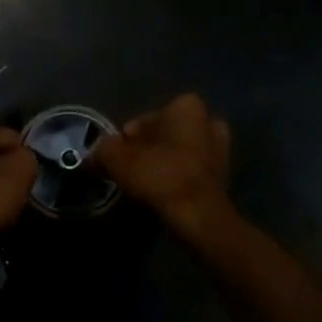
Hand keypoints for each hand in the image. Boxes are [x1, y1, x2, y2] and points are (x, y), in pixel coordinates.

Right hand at [92, 93, 234, 237]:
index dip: (125, 141)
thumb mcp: (117, 157)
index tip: (117, 161)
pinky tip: (163, 194)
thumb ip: (103, 149)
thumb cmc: (160, 174)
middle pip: (163, 135)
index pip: (143, 121)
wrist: (198, 216)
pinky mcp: (224, 175)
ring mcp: (221, 148)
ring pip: (178, 153)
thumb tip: (97, 152)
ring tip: (145, 186)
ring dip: (163, 164)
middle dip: (147, 150)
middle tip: (130, 172)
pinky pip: (191, 171)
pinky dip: (177, 179)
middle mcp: (208, 120)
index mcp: (186, 105)